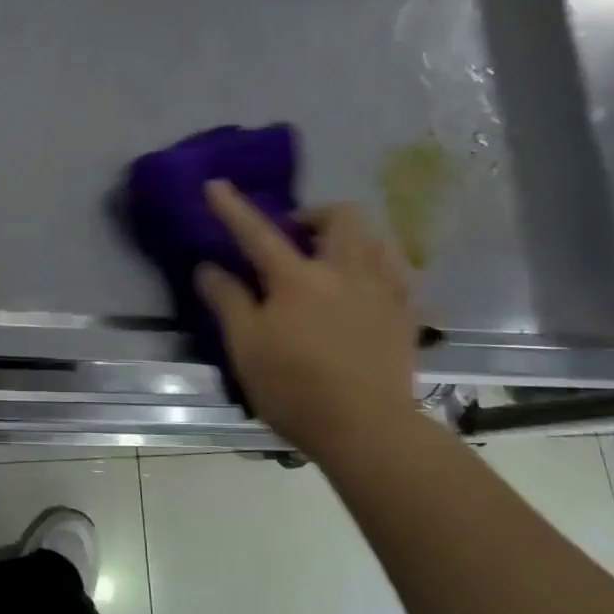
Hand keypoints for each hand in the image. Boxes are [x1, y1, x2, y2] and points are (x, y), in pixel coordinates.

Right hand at [195, 180, 417, 453]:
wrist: (367, 429)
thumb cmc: (295, 389)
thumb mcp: (246, 348)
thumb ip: (228, 301)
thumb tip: (208, 268)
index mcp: (297, 279)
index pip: (257, 233)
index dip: (233, 208)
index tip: (216, 184)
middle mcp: (343, 272)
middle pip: (340, 217)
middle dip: (315, 214)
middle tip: (295, 238)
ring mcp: (381, 290)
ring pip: (374, 238)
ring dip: (348, 237)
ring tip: (329, 260)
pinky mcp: (405, 314)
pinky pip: (394, 270)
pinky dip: (374, 265)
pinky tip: (362, 288)